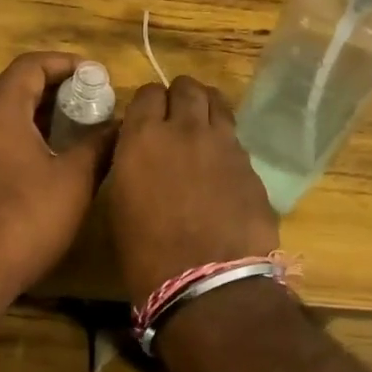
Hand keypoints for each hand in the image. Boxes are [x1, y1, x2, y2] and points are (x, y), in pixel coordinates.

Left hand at [0, 51, 114, 313]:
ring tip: (80, 131)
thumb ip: (99, 146)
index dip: (66, 64)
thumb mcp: (73, 181)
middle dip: (57, 91)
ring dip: (41, 116)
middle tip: (94, 104)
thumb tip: (121, 126)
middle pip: (16, 88)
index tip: (97, 75)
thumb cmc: (23, 219)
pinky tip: (51, 161)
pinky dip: (24, 137)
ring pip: (5, 116)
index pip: (31, 65)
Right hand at [106, 75, 277, 302]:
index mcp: (143, 138)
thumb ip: (132, 164)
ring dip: (206, 108)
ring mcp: (224, 144)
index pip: (148, 93)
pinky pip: (235, 138)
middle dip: (179, 97)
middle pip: (187, 88)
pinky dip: (225, 141)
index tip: (146, 119)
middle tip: (175, 118)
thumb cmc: (147, 255)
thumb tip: (142, 154)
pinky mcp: (250, 164)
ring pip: (217, 103)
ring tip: (202, 128)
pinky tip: (221, 165)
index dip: (148, 104)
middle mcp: (185, 129)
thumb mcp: (121, 204)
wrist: (208, 284)